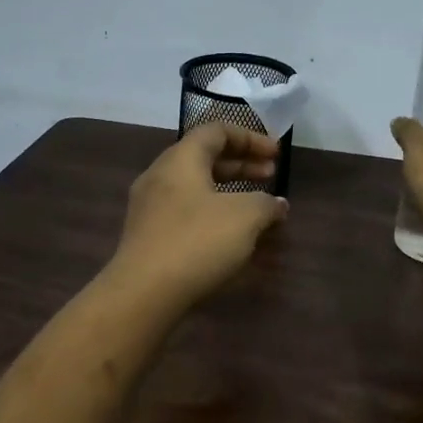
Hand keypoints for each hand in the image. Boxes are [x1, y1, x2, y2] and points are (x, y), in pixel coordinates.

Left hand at [108, 123, 289, 310]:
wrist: (144, 292)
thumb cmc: (197, 241)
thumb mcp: (245, 217)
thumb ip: (266, 204)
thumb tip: (278, 204)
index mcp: (181, 158)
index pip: (216, 130)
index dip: (250, 138)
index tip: (276, 154)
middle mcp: (161, 174)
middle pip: (205, 157)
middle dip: (241, 164)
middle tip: (271, 176)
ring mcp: (150, 206)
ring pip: (195, 185)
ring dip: (228, 190)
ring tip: (256, 206)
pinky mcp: (148, 234)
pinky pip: (185, 210)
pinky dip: (212, 211)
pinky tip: (230, 234)